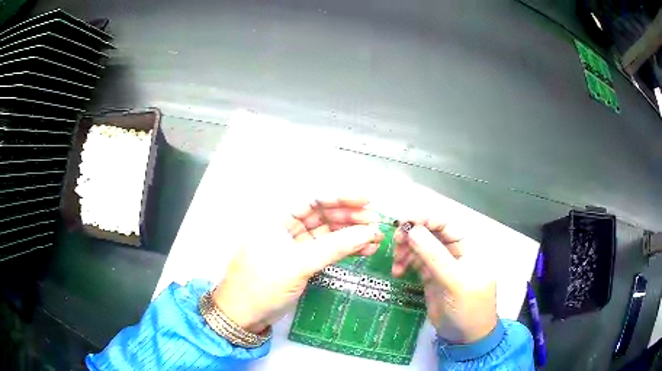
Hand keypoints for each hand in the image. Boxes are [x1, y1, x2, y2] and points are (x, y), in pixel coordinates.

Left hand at [213, 197, 383, 333]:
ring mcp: (293, 246)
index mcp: (276, 217)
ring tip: (374, 239)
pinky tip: (362, 250)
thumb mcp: (298, 264)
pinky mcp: (300, 262)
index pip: (312, 199)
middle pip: (322, 215)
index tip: (366, 200)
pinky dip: (343, 250)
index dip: (340, 198)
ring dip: (350, 235)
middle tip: (375, 223)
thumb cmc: (262, 285)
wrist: (243, 315)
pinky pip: (325, 250)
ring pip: (326, 234)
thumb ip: (334, 247)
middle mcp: (285, 227)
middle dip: (349, 218)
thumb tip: (369, 232)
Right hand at [392, 218, 496, 343]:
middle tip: (395, 243)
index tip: (403, 221)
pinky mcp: (431, 279)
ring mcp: (441, 266)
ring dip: (405, 251)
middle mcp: (453, 253)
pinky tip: (398, 272)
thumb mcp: (455, 282)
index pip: (445, 225)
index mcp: (467, 248)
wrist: (466, 337)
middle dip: (411, 236)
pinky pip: (415, 264)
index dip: (425, 219)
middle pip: (430, 234)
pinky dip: (404, 264)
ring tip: (396, 264)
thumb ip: (435, 256)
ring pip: (420, 248)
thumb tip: (412, 230)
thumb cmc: (469, 308)